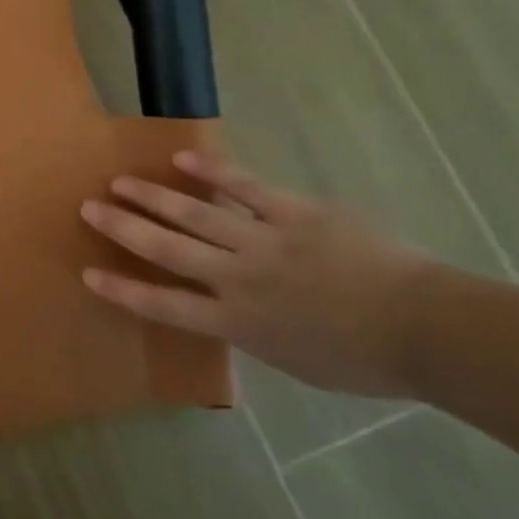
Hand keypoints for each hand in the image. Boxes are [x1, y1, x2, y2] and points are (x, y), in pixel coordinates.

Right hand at [80, 152, 431, 397]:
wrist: (429, 330)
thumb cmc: (364, 359)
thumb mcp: (294, 358)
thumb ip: (253, 328)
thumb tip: (232, 305)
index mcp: (238, 322)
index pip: (166, 305)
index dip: (124, 290)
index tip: (89, 273)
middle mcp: (239, 279)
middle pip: (169, 250)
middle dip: (124, 228)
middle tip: (88, 207)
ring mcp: (265, 242)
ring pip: (196, 214)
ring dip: (154, 196)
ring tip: (121, 181)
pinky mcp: (295, 213)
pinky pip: (246, 189)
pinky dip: (214, 172)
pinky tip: (184, 158)